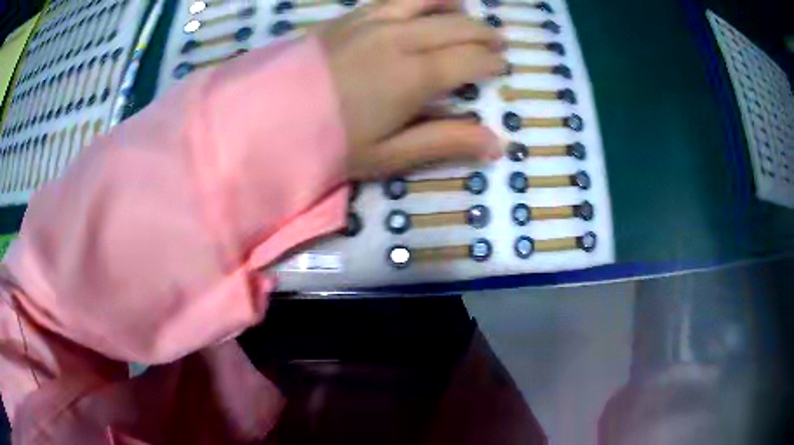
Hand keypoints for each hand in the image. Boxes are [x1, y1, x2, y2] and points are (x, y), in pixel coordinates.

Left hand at [318, 0, 507, 179]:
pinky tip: (422, 4)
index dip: (491, 63)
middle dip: (484, 34)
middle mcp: (398, 38)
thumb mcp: (389, 154)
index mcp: (413, 76)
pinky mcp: (349, 17)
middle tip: (498, 43)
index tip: (501, 67)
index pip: (470, 60)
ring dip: (455, 6)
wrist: (265, 120)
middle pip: (457, 26)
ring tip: (466, 13)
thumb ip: (446, 142)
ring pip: (427, 1)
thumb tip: (497, 144)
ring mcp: (371, 21)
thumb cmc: (328, 143)